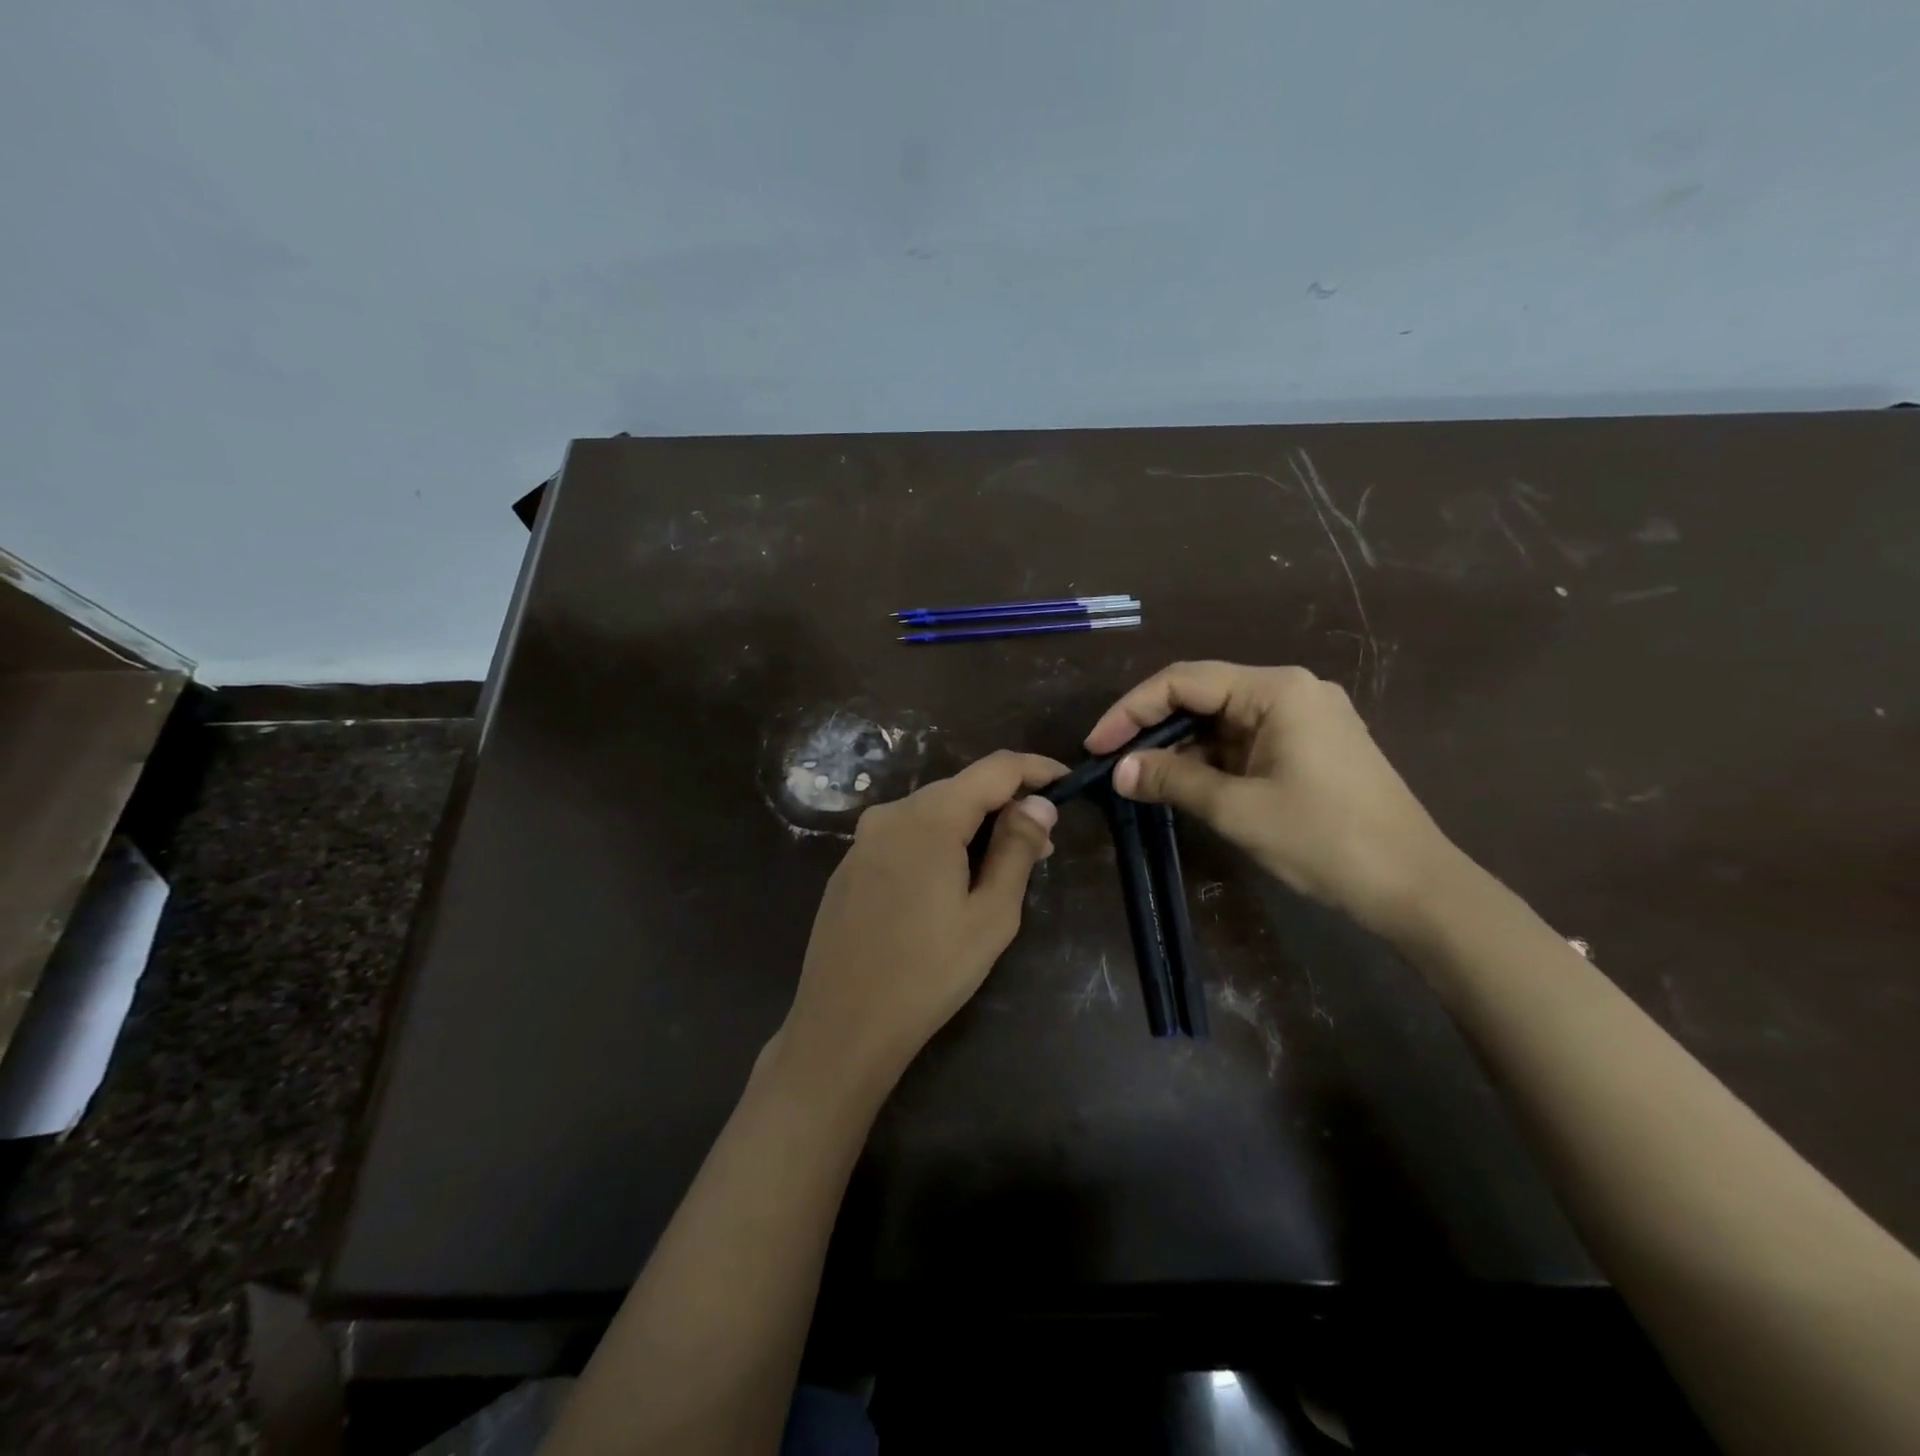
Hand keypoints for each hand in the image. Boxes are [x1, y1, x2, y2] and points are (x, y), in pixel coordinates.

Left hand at [779, 750, 1065, 1095]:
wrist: (843, 1026)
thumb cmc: (929, 973)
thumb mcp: (991, 914)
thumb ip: (1017, 849)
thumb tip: (1039, 803)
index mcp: (929, 817)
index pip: (995, 769)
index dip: (1036, 769)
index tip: (1067, 783)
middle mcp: (891, 814)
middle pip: (961, 789)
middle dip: (1006, 806)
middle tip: (1042, 845)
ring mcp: (864, 839)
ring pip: (933, 813)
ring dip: (973, 828)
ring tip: (1003, 868)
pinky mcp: (850, 865)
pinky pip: (906, 837)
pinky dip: (939, 844)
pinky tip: (951, 885)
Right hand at [1085, 661, 1458, 937]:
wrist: (1414, 887)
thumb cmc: (1324, 840)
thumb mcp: (1237, 809)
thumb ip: (1172, 781)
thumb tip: (1118, 771)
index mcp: (1276, 690)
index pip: (1183, 681)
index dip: (1131, 710)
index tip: (1096, 746)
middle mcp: (1290, 691)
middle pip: (1202, 696)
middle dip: (1152, 728)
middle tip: (1112, 764)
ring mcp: (1304, 718)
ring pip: (1221, 722)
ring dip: (1180, 748)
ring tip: (1140, 780)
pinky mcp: (1310, 747)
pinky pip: (1244, 742)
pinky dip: (1209, 761)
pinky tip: (1184, 785)